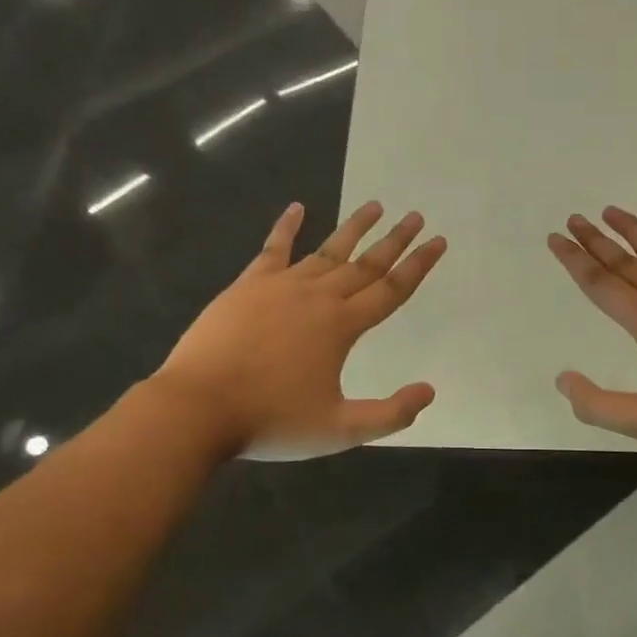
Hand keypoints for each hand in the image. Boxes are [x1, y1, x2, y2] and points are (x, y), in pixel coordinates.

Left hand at [159, 201, 445, 459]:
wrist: (198, 408)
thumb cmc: (270, 421)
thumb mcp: (339, 430)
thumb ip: (389, 413)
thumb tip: (429, 390)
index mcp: (342, 326)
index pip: (392, 289)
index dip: (418, 265)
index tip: (438, 241)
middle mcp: (318, 297)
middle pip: (365, 263)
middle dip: (394, 240)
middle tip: (415, 216)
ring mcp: (281, 286)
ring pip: (327, 251)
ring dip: (354, 228)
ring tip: (375, 206)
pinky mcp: (248, 285)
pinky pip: (273, 249)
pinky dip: (286, 226)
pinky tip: (297, 207)